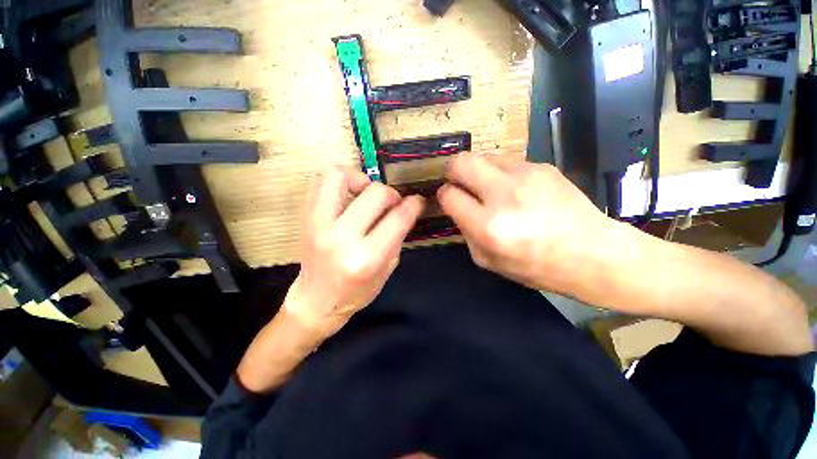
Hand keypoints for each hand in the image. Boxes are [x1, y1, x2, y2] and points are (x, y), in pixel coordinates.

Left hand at [284, 166, 425, 338]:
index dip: (413, 205)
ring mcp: (318, 224)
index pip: (397, 218)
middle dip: (391, 194)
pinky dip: (340, 180)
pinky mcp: (305, 217)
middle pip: (375, 194)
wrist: (316, 301)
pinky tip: (350, 194)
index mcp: (366, 258)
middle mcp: (341, 238)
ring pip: (340, 176)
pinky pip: (321, 181)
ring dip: (361, 178)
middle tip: (392, 203)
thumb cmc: (356, 292)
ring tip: (367, 192)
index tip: (418, 201)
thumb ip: (397, 236)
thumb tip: (407, 208)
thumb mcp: (387, 269)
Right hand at [437, 154, 614, 294]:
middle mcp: (504, 195)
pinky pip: (506, 161)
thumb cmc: (537, 266)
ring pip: (483, 157)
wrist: (593, 253)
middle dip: (452, 171)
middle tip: (458, 183)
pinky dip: (500, 173)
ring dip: (478, 171)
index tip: (449, 200)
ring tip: (488, 188)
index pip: (449, 195)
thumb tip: (458, 208)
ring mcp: (525, 175)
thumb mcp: (489, 261)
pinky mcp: (542, 166)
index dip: (444, 196)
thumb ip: (466, 233)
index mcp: (488, 226)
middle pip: (461, 162)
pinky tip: (513, 188)